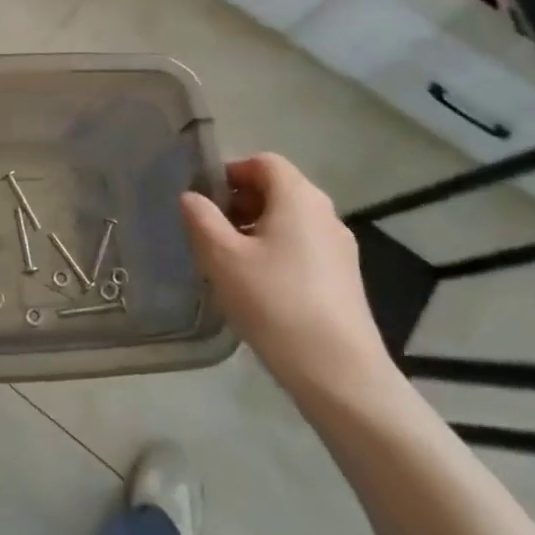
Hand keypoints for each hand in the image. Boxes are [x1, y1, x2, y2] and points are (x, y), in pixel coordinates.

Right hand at [180, 154, 393, 401]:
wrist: (339, 372)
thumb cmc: (274, 302)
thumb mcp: (221, 257)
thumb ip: (200, 218)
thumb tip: (191, 197)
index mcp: (299, 198)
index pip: (263, 162)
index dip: (230, 172)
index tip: (203, 200)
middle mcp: (325, 214)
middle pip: (277, 190)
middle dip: (239, 203)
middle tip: (208, 231)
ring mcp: (339, 248)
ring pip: (288, 221)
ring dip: (254, 230)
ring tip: (227, 262)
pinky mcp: (343, 279)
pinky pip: (301, 248)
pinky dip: (275, 253)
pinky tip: (256, 287)